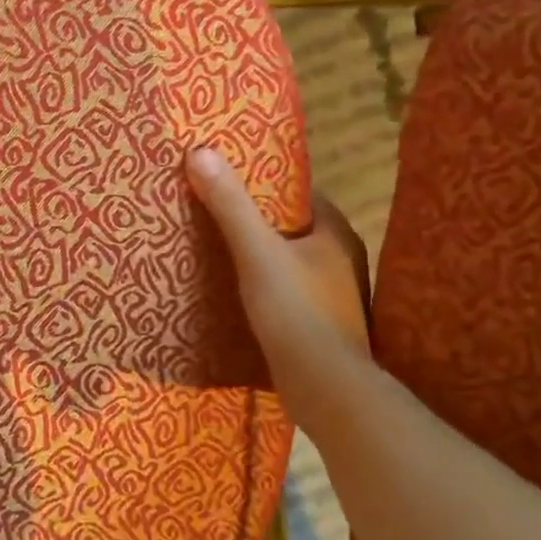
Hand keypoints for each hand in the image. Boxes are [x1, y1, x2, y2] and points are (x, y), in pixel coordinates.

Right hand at [186, 146, 370, 415]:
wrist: (324, 388)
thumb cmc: (296, 311)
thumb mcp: (256, 252)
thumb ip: (230, 205)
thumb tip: (200, 151)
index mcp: (336, 234)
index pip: (299, 194)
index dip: (263, 184)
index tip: (227, 178)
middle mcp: (341, 260)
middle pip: (291, 227)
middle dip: (255, 220)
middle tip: (211, 210)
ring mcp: (332, 295)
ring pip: (288, 262)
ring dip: (258, 256)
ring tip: (214, 248)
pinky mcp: (319, 325)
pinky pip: (285, 292)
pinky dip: (261, 286)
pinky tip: (232, 290)